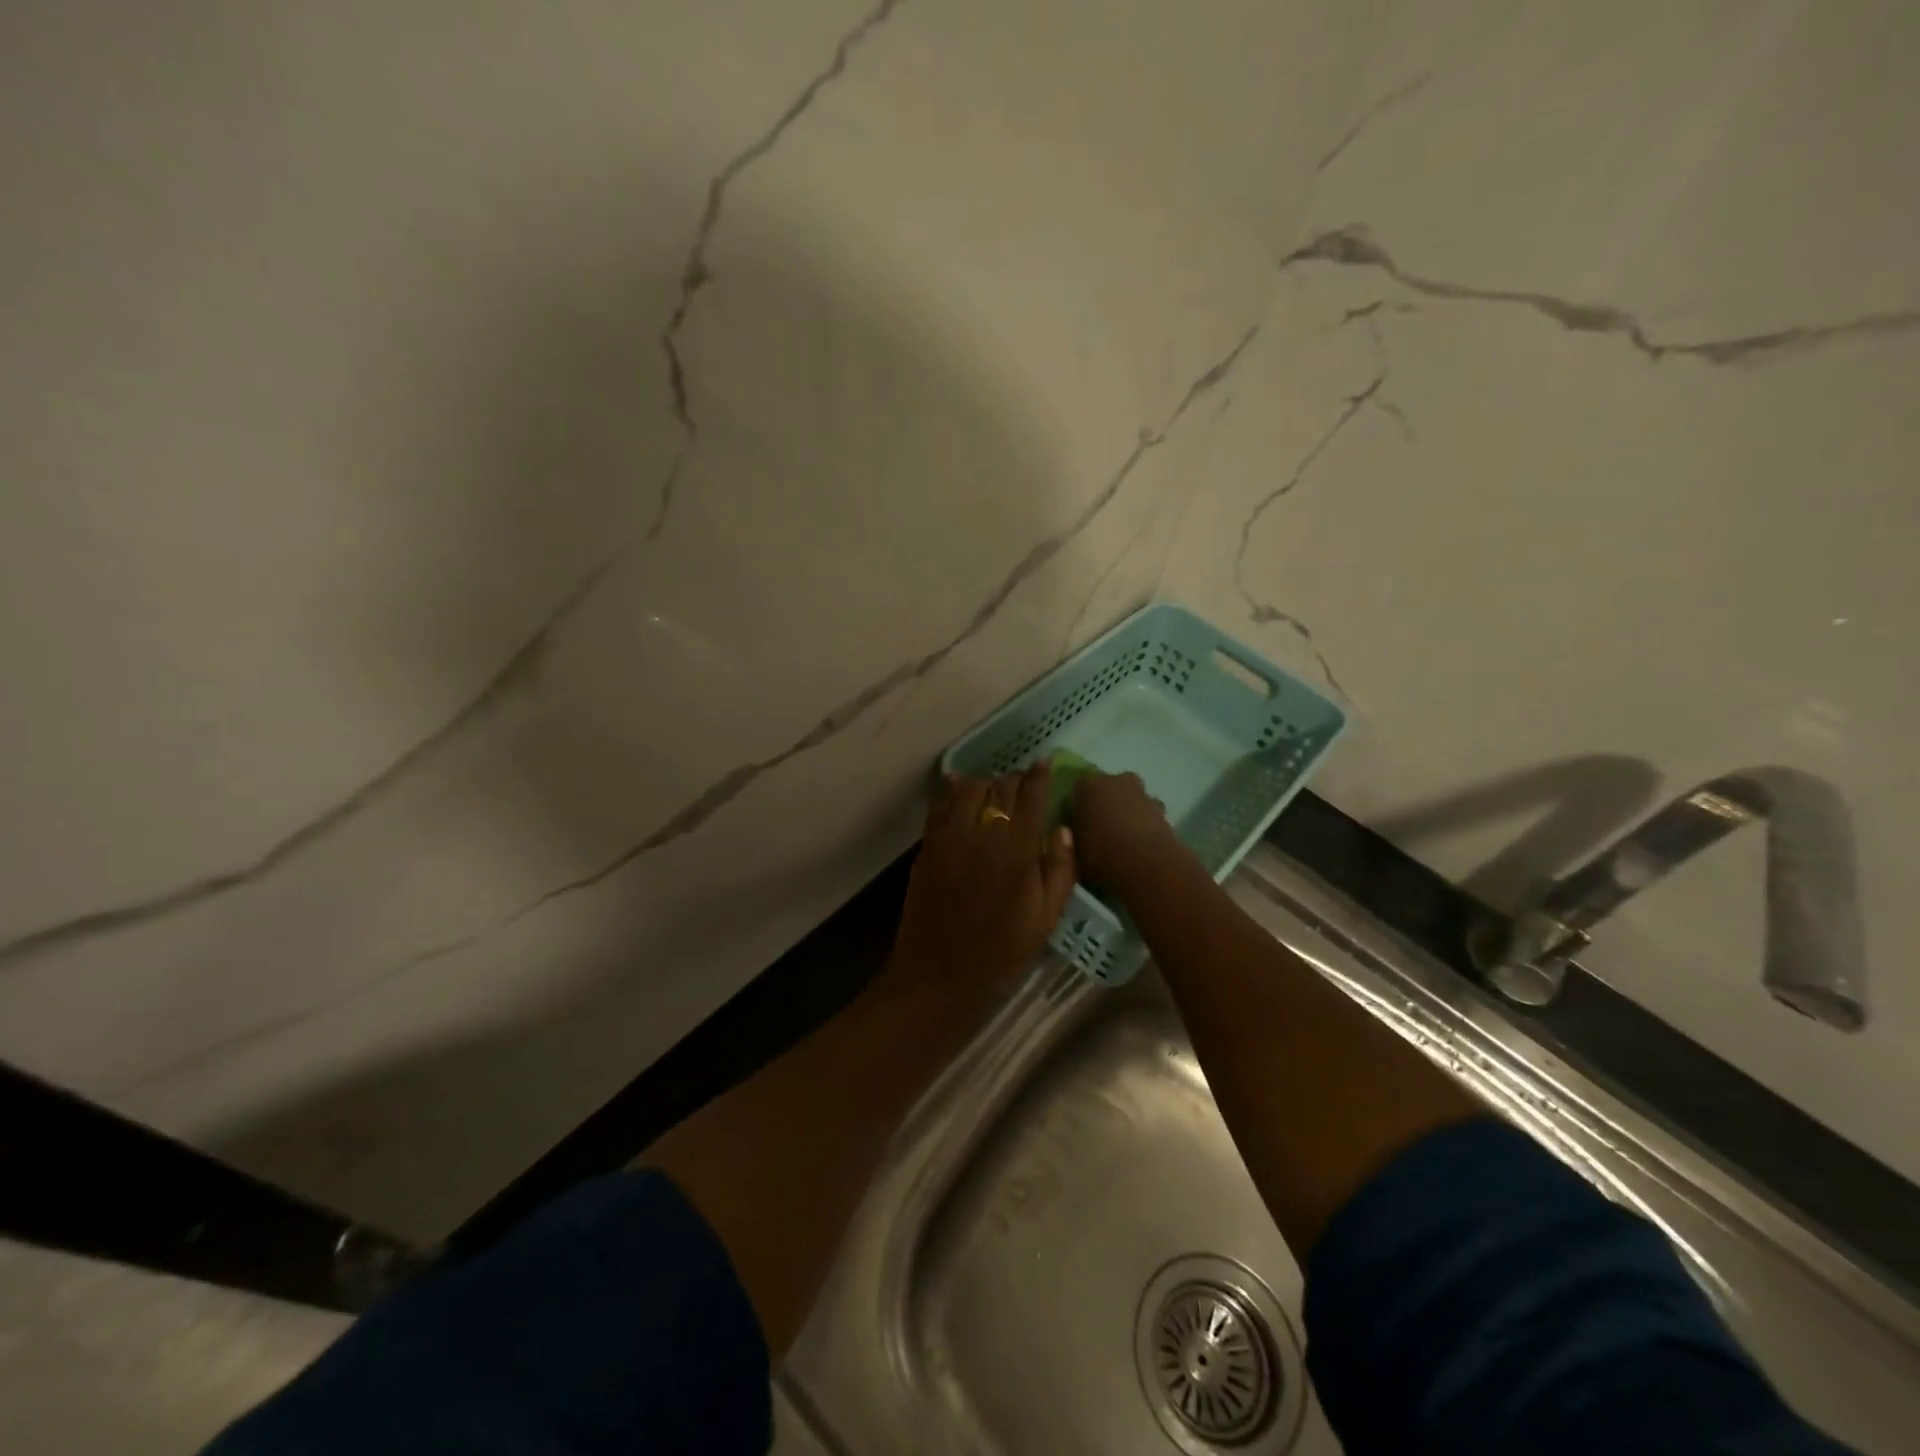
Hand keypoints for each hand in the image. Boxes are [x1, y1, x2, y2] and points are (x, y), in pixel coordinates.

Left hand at [889, 763, 1077, 993]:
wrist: (941, 970)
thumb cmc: (1001, 949)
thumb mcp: (1046, 917)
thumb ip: (1060, 869)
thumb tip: (1063, 828)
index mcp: (1018, 851)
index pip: (1031, 796)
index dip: (1039, 775)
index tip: (1044, 763)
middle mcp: (984, 833)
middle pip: (1001, 788)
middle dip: (1015, 780)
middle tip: (1022, 785)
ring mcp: (951, 835)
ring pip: (970, 788)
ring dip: (986, 784)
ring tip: (994, 793)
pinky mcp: (928, 844)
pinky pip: (941, 803)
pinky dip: (952, 790)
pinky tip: (959, 786)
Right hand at [1070, 771, 1182, 893]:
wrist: (1146, 866)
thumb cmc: (1100, 856)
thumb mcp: (1073, 851)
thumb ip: (1072, 837)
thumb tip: (1071, 833)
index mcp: (1088, 785)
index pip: (1079, 787)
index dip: (1078, 805)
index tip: (1077, 823)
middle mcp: (1117, 781)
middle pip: (1109, 789)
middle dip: (1107, 804)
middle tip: (1101, 830)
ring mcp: (1144, 795)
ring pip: (1132, 801)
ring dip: (1129, 814)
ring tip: (1123, 842)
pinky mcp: (1164, 813)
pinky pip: (1148, 816)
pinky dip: (1145, 827)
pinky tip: (1141, 848)